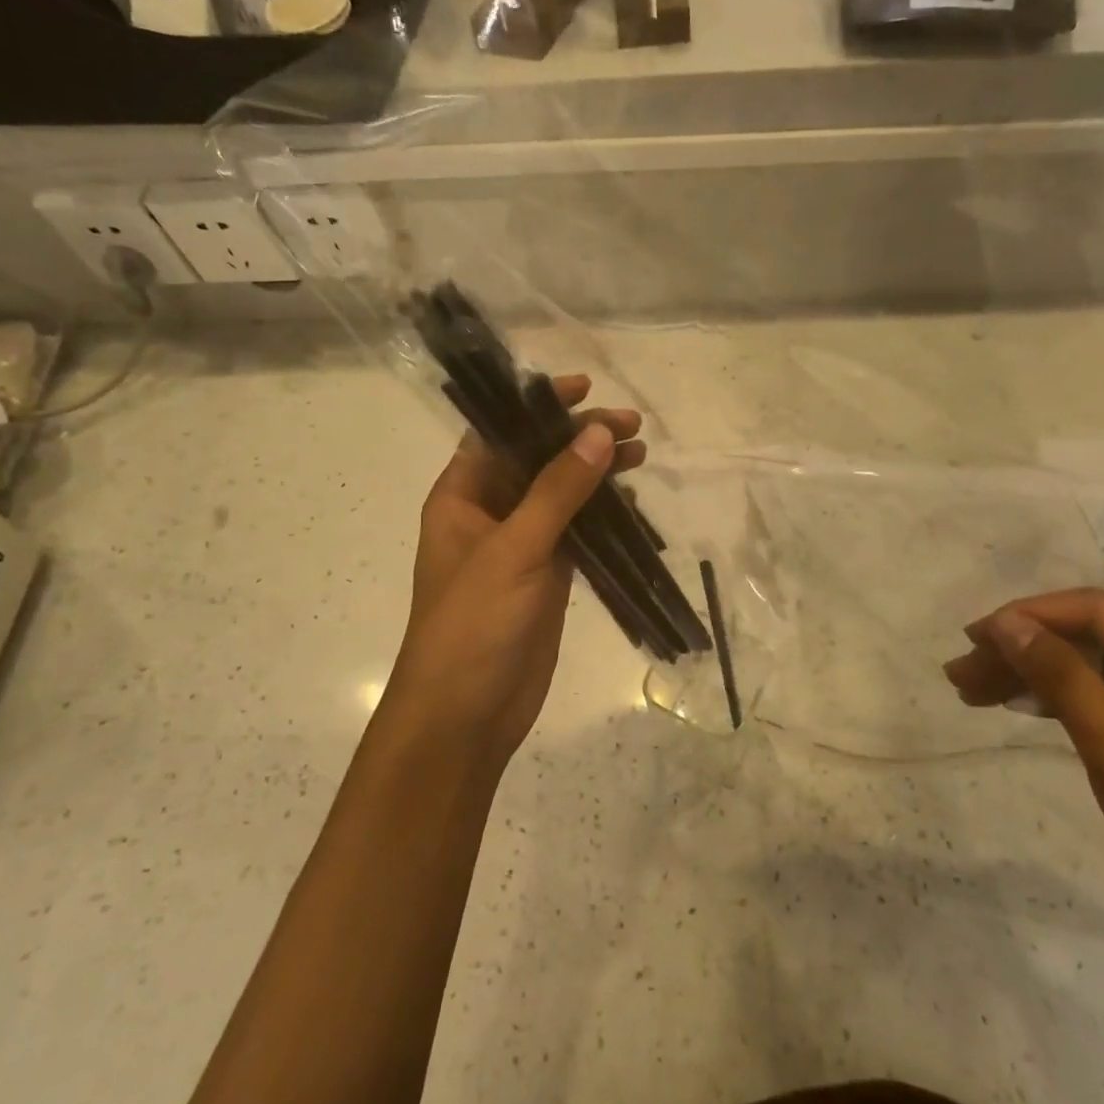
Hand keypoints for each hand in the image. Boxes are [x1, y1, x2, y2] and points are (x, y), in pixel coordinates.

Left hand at [381, 376, 644, 766]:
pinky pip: (577, 531)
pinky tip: (632, 500)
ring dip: (596, 473)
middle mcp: (489, 512)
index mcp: (462, 496)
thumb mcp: (514, 550)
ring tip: (641, 454)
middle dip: (579, 438)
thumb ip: (558, 490)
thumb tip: (599, 433)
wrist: (466, 714)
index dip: (538, 405)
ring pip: (562, 494)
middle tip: (632, 426)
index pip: (499, 431)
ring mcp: (521, 545)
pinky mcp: (548, 575)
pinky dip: (603, 514)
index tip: (584, 388)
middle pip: (537, 459)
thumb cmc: (473, 624)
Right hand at [945, 590, 1103, 977]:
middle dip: (1023, 652)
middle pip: (1093, 638)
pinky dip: (1069, 702)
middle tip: (961, 675)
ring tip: (977, 693)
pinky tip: (1029, 710)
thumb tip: (1006, 623)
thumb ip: (1060, 676)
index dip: (1025, 617)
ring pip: (1099, 670)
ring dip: (1038, 678)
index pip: (1094, 610)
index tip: (971, 640)